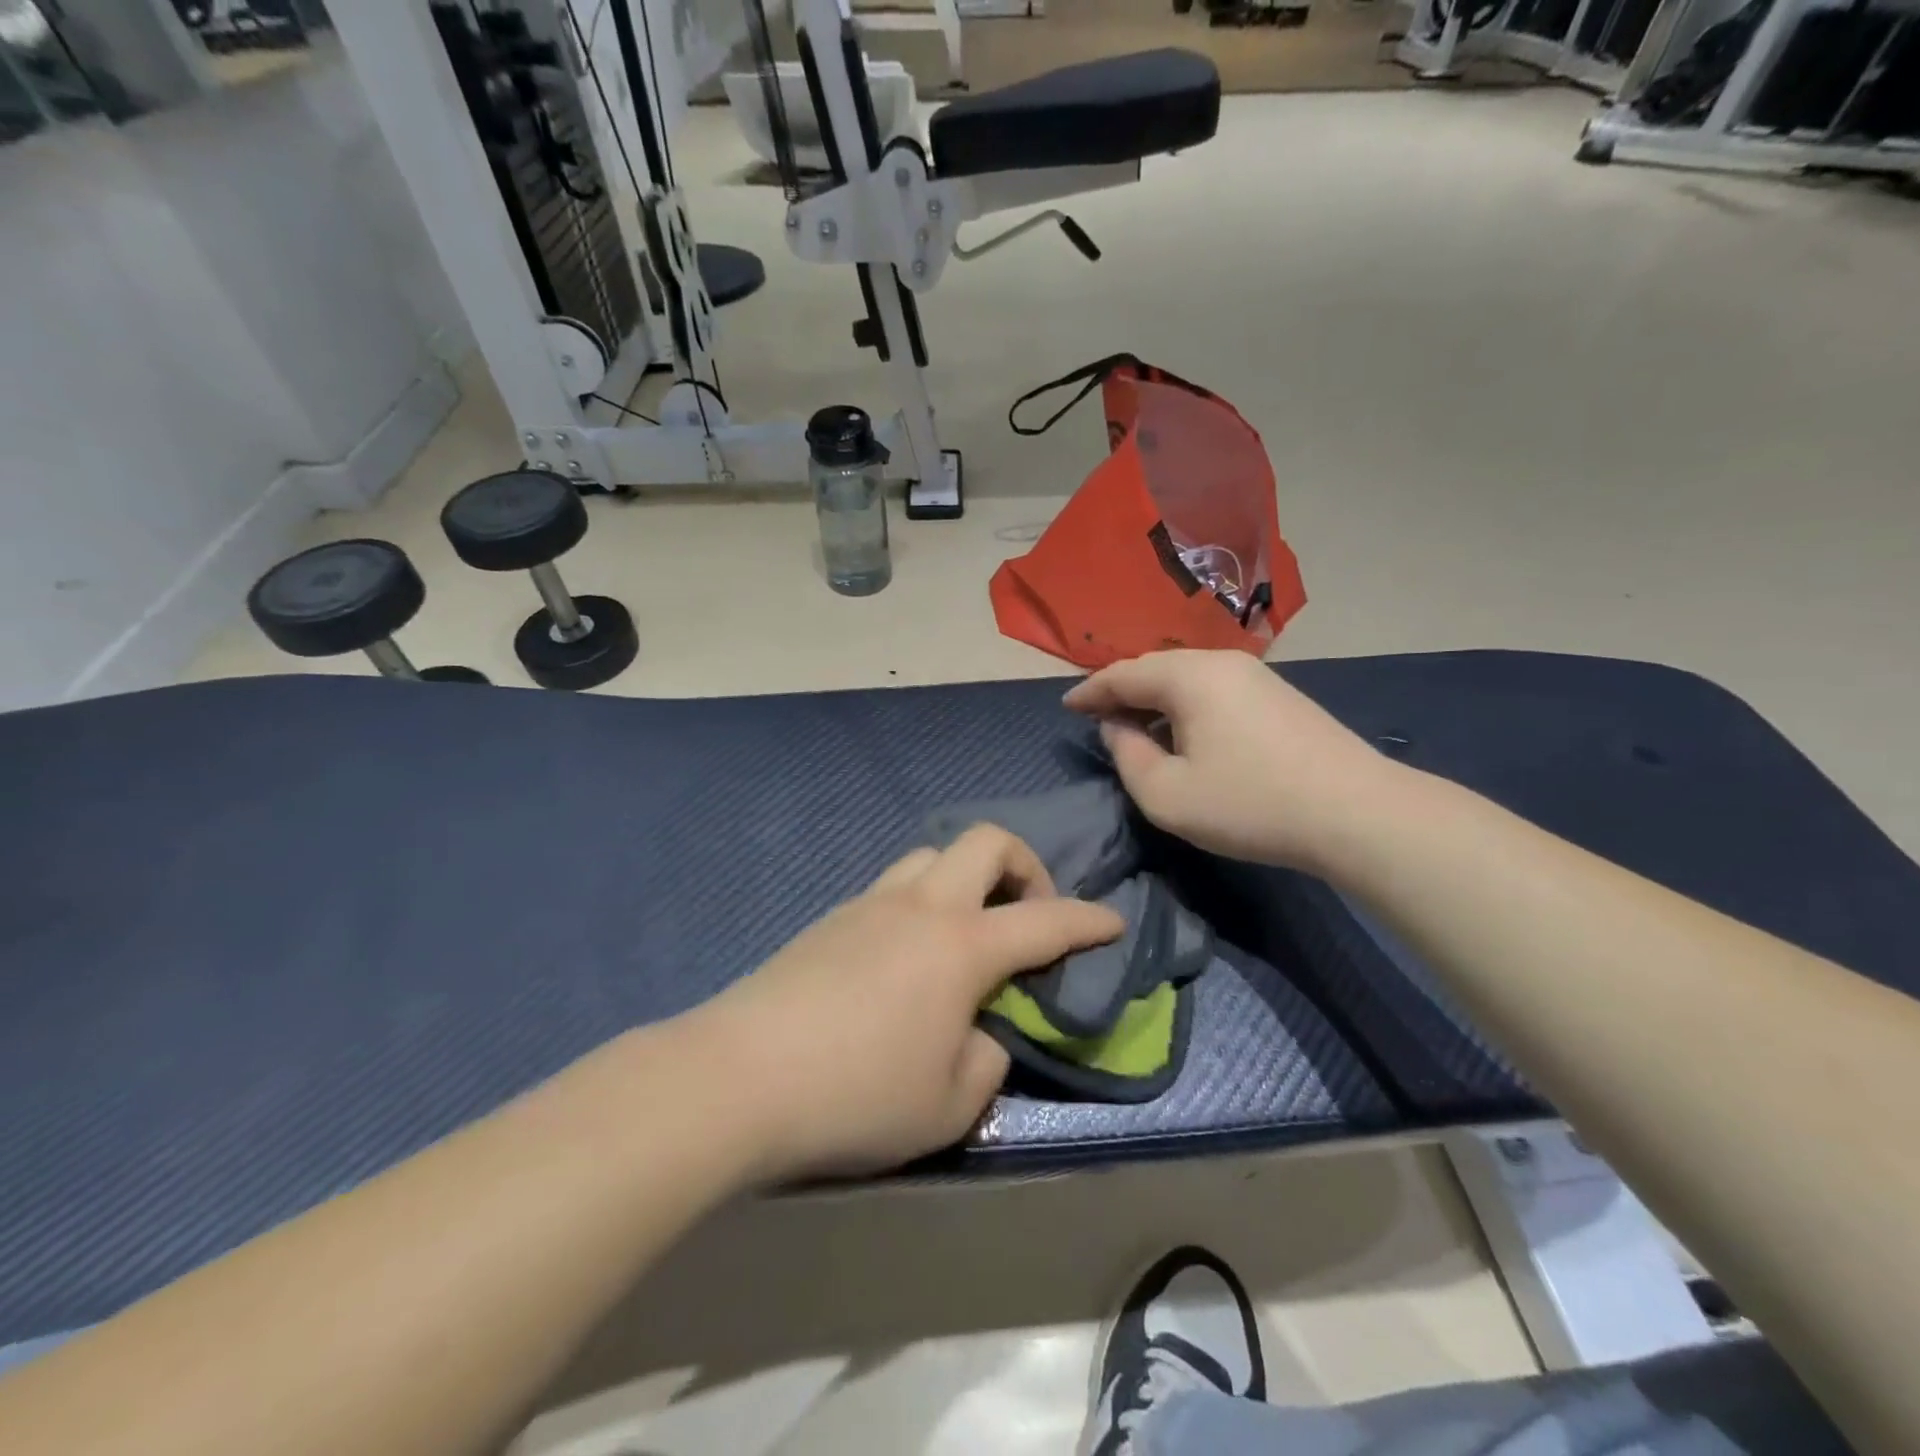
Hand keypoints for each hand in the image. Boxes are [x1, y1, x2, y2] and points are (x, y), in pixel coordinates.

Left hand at [686, 826, 1123, 1180]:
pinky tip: (908, 954)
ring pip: (932, 856)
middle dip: (1024, 865)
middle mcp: (922, 907)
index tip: (1113, 922)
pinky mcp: (831, 917)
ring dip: (965, 878)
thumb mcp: (950, 1104)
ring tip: (966, 931)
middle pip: (985, 842)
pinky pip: (893, 886)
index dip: (1089, 919)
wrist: (737, 1078)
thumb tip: (983, 1031)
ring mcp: (870, 903)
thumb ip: (988, 1059)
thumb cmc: (857, 1095)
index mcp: (963, 946)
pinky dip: (921, 901)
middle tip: (1027, 914)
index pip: (1046, 919)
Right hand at [1063, 649, 1394, 871]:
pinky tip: (1184, 731)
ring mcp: (1256, 675)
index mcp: (1188, 677)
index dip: (1090, 692)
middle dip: (1121, 691)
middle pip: (1155, 668)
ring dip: (1154, 698)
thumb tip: (1118, 729)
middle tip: (1097, 716)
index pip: (1122, 674)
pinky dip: (1184, 704)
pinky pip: (1213, 688)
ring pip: (1186, 677)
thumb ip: (1127, 756)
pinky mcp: (1278, 694)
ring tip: (1135, 726)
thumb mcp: (1167, 794)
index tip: (1066, 708)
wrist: (1357, 812)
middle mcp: (1221, 662)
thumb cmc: (1250, 804)